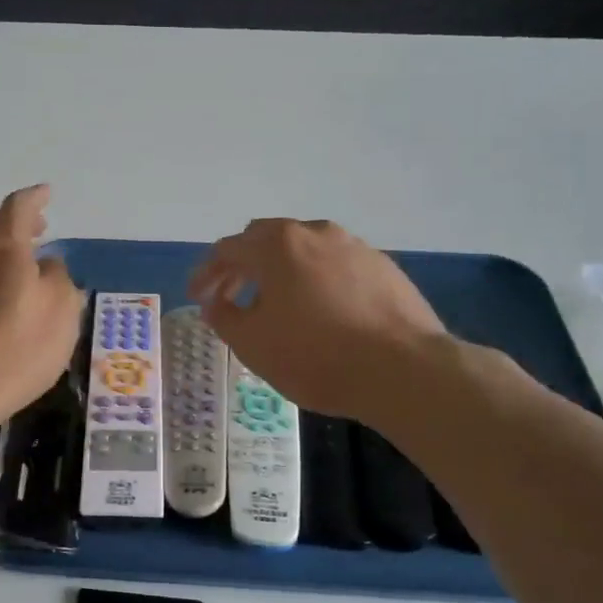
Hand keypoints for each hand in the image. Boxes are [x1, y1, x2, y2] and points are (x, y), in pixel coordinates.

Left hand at [0, 185, 82, 429]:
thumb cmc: (19, 350)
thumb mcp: (62, 313)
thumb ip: (58, 278)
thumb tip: (45, 263)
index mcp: (6, 247)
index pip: (18, 206)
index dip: (34, 197)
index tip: (47, 194)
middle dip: (15, 219)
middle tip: (36, 230)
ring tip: (2, 249)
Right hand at [189, 219, 449, 421]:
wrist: (404, 370)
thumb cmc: (316, 356)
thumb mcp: (253, 344)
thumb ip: (225, 318)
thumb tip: (215, 304)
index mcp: (277, 245)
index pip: (228, 249)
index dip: (207, 273)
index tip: (198, 297)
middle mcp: (314, 233)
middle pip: (266, 240)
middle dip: (243, 266)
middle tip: (231, 296)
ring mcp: (354, 246)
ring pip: (304, 249)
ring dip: (281, 270)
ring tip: (276, 303)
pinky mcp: (383, 266)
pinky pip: (336, 265)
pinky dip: (315, 280)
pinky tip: (321, 310)